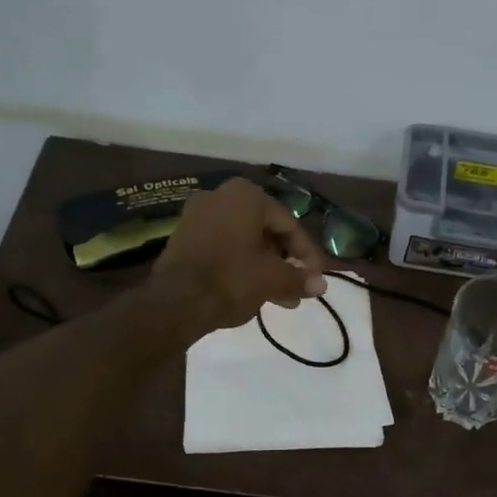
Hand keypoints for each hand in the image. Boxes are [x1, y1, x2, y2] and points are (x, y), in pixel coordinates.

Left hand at [154, 176, 327, 334]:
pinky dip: (241, 266)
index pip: (289, 224)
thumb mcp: (273, 279)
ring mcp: (197, 216)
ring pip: (244, 242)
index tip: (316, 278)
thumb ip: (299, 279)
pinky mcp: (183, 238)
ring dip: (265, 268)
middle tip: (297, 290)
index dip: (307, 255)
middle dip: (284, 263)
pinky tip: (253, 292)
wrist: (175, 301)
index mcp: (246, 195)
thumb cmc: (232, 278)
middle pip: (265, 231)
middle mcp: (220, 196)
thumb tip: (321, 285)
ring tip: (280, 299)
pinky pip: (223, 248)